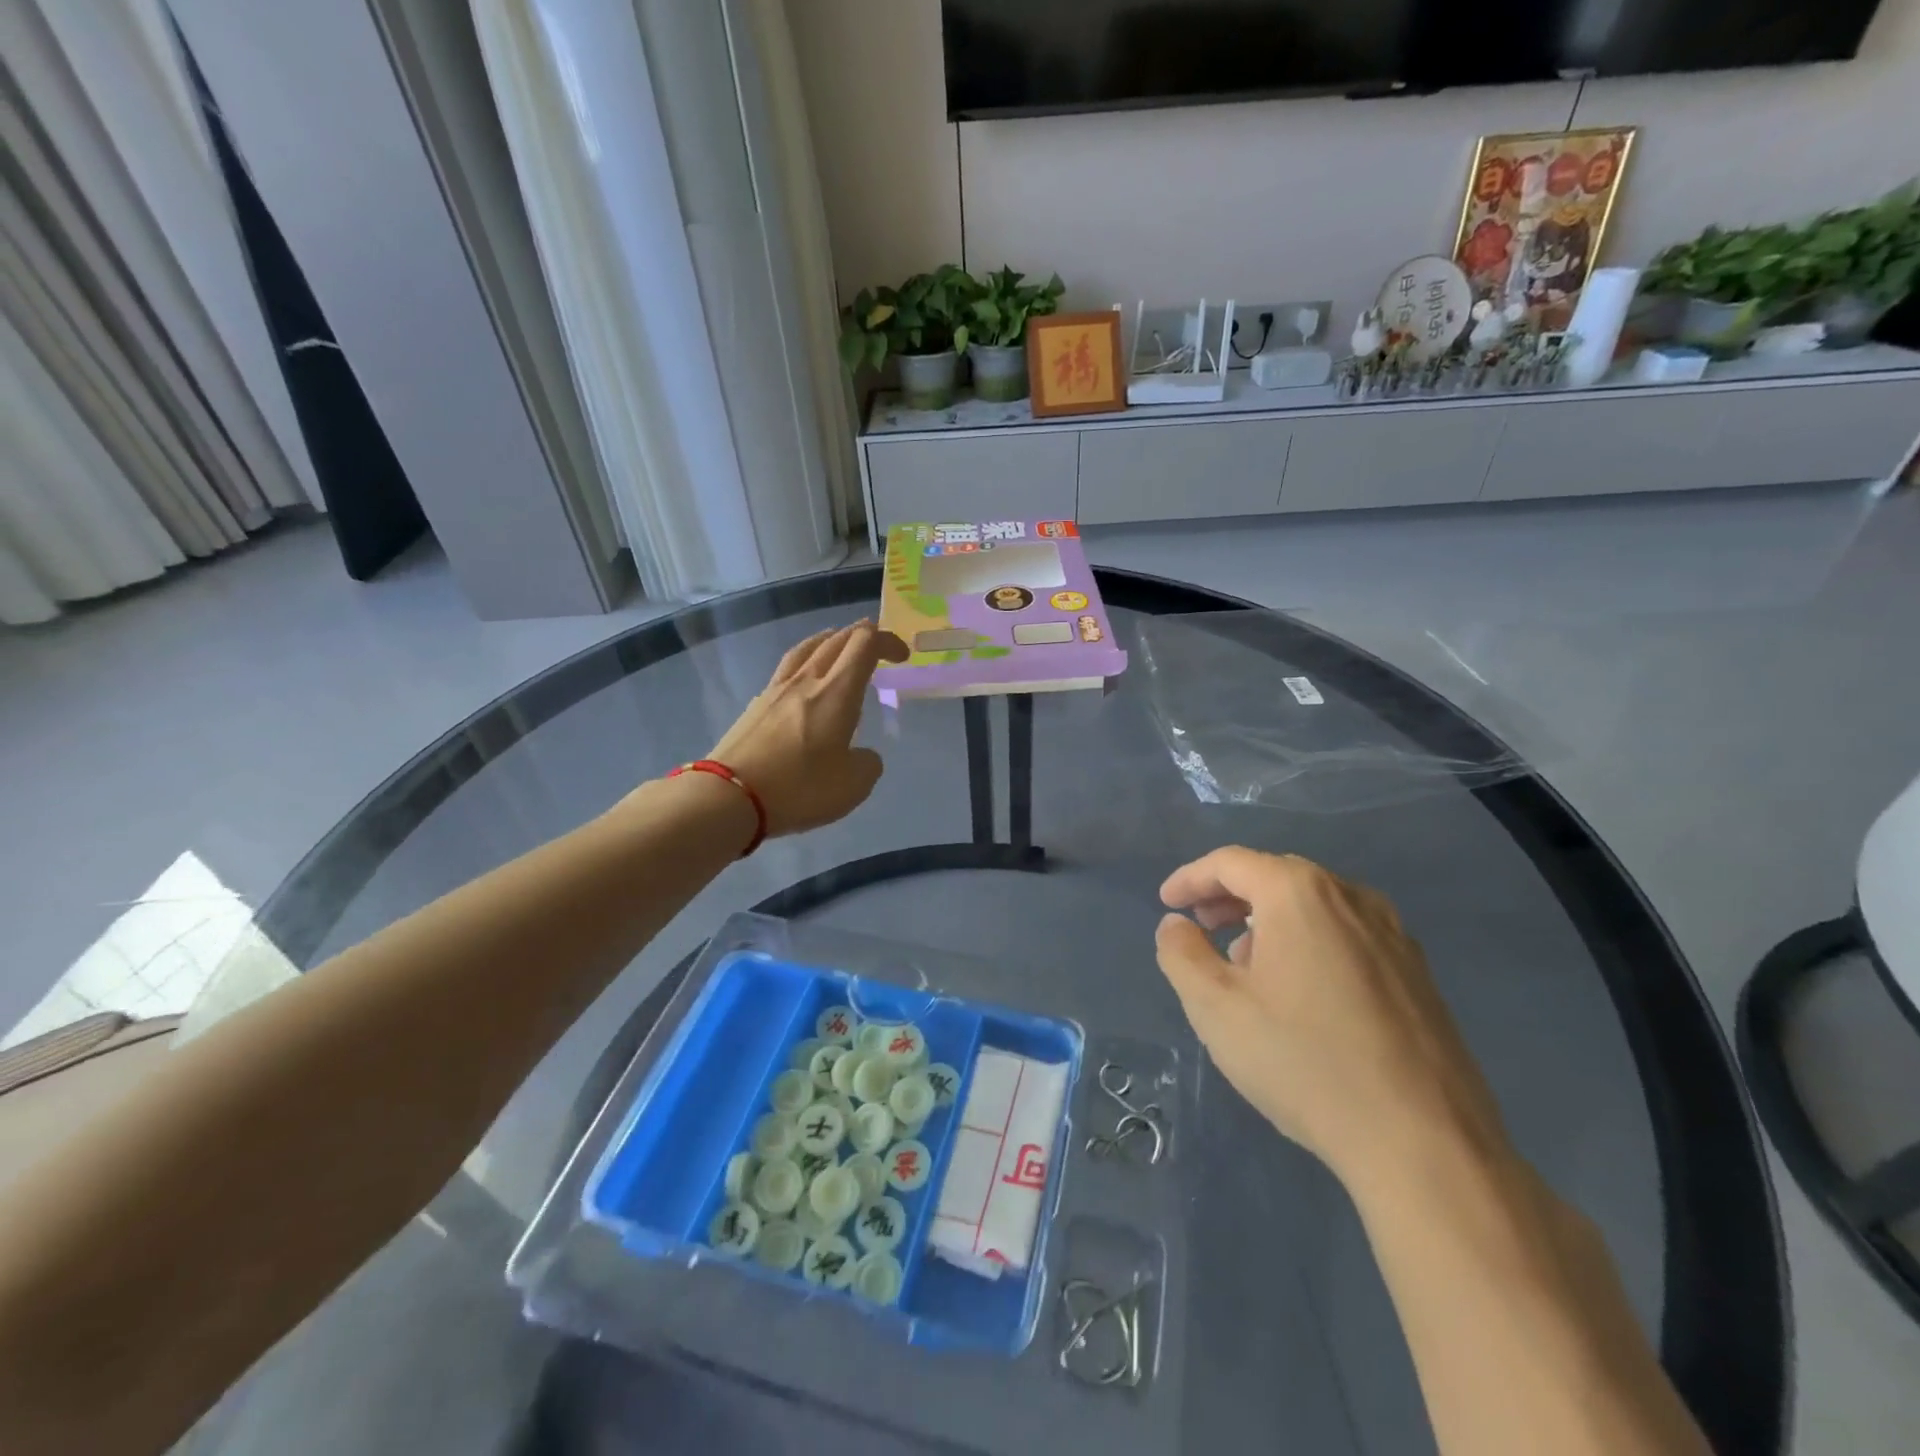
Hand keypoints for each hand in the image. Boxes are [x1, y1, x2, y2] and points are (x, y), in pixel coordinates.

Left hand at [705, 620, 907, 836]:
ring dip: (828, 641)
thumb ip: (867, 763)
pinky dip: (804, 665)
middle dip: (862, 635)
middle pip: (836, 639)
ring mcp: (776, 691)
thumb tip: (863, 755)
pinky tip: (803, 683)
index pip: (865, 644)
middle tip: (876, 645)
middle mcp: (807, 681)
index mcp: (838, 692)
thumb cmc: (800, 788)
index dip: (887, 640)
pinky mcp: (755, 706)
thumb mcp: (854, 785)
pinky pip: (785, 671)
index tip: (901, 657)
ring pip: (806, 649)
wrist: (729, 797)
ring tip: (837, 645)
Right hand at [1155, 847, 1510, 1187]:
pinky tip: (1301, 991)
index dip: (1190, 878)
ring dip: (1270, 919)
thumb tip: (1176, 925)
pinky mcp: (1417, 973)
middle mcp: (1351, 897)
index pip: (1230, 863)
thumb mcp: (1215, 1008)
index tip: (1167, 903)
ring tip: (1246, 963)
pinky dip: (1310, 941)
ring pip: (1315, 906)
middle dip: (1230, 896)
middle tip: (1202, 926)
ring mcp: (1393, 934)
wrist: (1425, 1143)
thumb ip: (1181, 954)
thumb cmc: (1304, 1061)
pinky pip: (1347, 935)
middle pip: (1275, 876)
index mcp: (1299, 893)